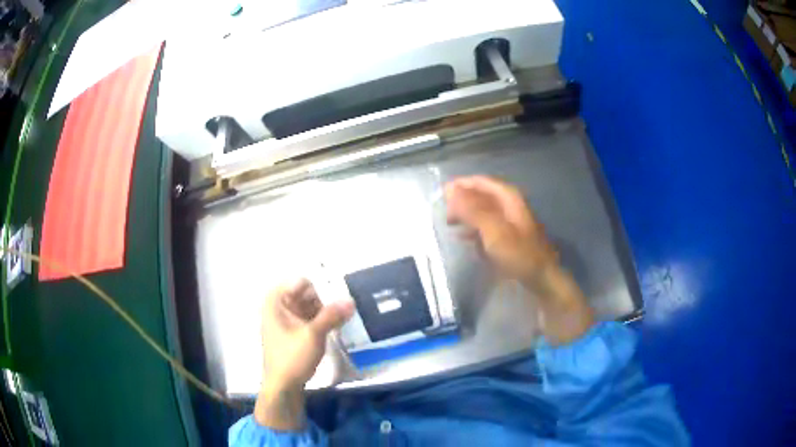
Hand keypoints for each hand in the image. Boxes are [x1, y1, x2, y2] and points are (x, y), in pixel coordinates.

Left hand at [256, 279, 354, 428]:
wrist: (282, 387)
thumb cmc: (292, 358)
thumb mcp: (313, 335)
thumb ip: (332, 315)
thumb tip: (351, 300)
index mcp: (276, 300)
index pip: (302, 282)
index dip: (321, 289)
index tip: (339, 299)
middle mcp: (278, 305)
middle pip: (307, 293)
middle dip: (324, 302)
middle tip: (342, 313)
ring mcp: (285, 319)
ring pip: (310, 306)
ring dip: (325, 312)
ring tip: (340, 322)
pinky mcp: (292, 331)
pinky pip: (309, 318)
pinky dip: (321, 321)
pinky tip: (333, 330)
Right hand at [444, 175, 556, 288]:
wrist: (541, 279)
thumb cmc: (518, 253)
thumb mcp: (493, 230)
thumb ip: (471, 209)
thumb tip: (449, 189)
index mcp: (508, 197)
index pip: (480, 182)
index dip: (460, 185)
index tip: (441, 194)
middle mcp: (509, 205)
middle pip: (481, 195)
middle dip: (462, 201)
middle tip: (444, 213)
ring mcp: (510, 221)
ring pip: (483, 211)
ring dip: (466, 215)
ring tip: (450, 224)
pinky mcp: (508, 237)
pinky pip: (486, 226)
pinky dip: (474, 229)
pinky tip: (464, 238)